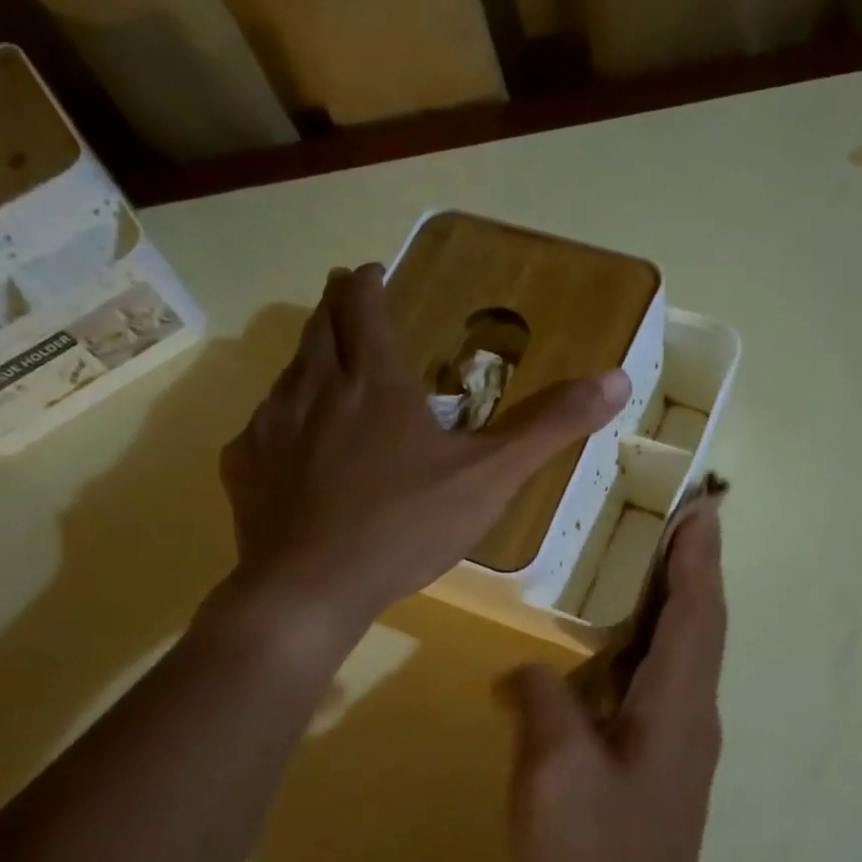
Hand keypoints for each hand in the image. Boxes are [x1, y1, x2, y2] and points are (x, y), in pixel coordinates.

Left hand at [217, 263, 629, 641]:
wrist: (312, 587)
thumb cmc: (406, 526)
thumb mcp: (491, 476)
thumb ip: (550, 426)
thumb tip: (617, 378)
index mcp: (375, 383)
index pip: (364, 308)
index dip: (368, 285)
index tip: (371, 274)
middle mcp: (315, 388)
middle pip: (319, 329)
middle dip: (334, 308)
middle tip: (346, 301)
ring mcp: (270, 427)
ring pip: (287, 374)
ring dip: (307, 359)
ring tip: (322, 365)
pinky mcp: (244, 468)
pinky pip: (260, 428)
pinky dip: (279, 421)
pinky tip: (289, 443)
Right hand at [501, 510, 726, 861]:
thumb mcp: (553, 770)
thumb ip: (541, 700)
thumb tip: (527, 672)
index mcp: (677, 703)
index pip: (696, 609)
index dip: (699, 554)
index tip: (701, 504)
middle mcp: (690, 714)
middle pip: (697, 623)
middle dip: (689, 567)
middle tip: (668, 518)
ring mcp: (676, 744)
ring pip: (678, 655)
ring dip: (666, 604)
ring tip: (633, 565)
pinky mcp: (656, 769)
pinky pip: (653, 686)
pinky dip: (638, 649)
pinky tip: (598, 651)